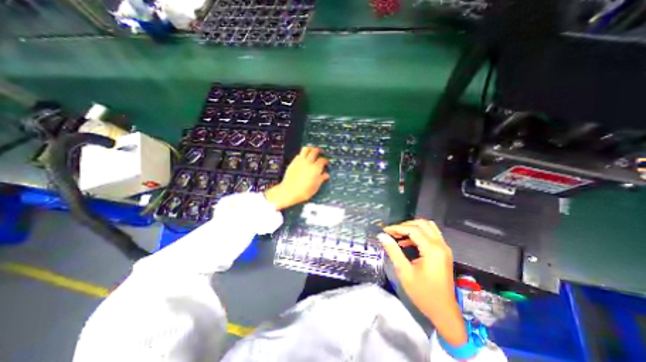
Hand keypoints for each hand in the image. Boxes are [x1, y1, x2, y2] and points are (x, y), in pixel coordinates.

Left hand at [265, 145, 330, 208]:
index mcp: (315, 168)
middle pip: (315, 151)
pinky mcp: (293, 162)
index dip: (326, 161)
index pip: (323, 160)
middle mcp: (308, 162)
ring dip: (311, 148)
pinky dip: (303, 154)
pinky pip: (299, 154)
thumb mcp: (316, 187)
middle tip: (321, 152)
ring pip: (306, 149)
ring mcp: (300, 161)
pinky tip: (304, 157)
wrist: (289, 192)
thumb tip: (326, 175)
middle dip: (319, 150)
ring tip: (313, 150)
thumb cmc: (303, 191)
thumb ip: (321, 179)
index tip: (326, 163)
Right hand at [380, 219, 464, 346]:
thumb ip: (393, 251)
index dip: (397, 228)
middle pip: (422, 224)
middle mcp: (441, 245)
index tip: (384, 230)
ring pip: (428, 227)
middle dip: (405, 225)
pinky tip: (406, 242)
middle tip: (392, 232)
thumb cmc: (423, 294)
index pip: (413, 230)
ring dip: (412, 227)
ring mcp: (444, 248)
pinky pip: (431, 235)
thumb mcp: (404, 272)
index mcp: (432, 250)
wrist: (444, 312)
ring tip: (398, 234)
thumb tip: (382, 236)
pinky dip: (418, 234)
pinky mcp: (443, 252)